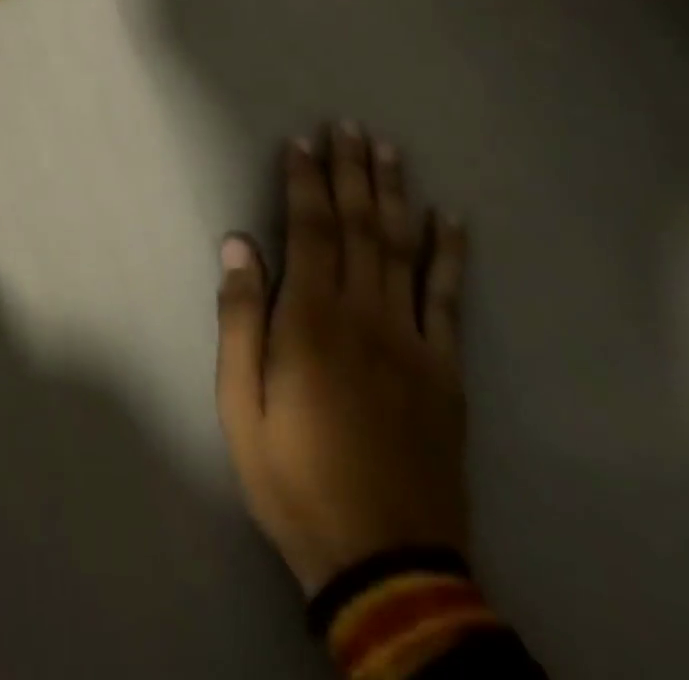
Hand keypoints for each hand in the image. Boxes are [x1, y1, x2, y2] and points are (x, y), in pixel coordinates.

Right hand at [216, 122, 470, 597]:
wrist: (386, 564)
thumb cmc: (294, 478)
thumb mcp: (240, 405)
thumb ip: (240, 319)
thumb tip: (237, 243)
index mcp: (311, 321)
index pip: (309, 229)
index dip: (304, 181)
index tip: (300, 142)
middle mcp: (365, 315)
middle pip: (359, 226)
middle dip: (351, 171)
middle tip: (348, 126)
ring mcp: (413, 340)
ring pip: (403, 248)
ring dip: (394, 194)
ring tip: (389, 150)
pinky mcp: (445, 370)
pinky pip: (448, 298)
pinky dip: (449, 253)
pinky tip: (450, 219)